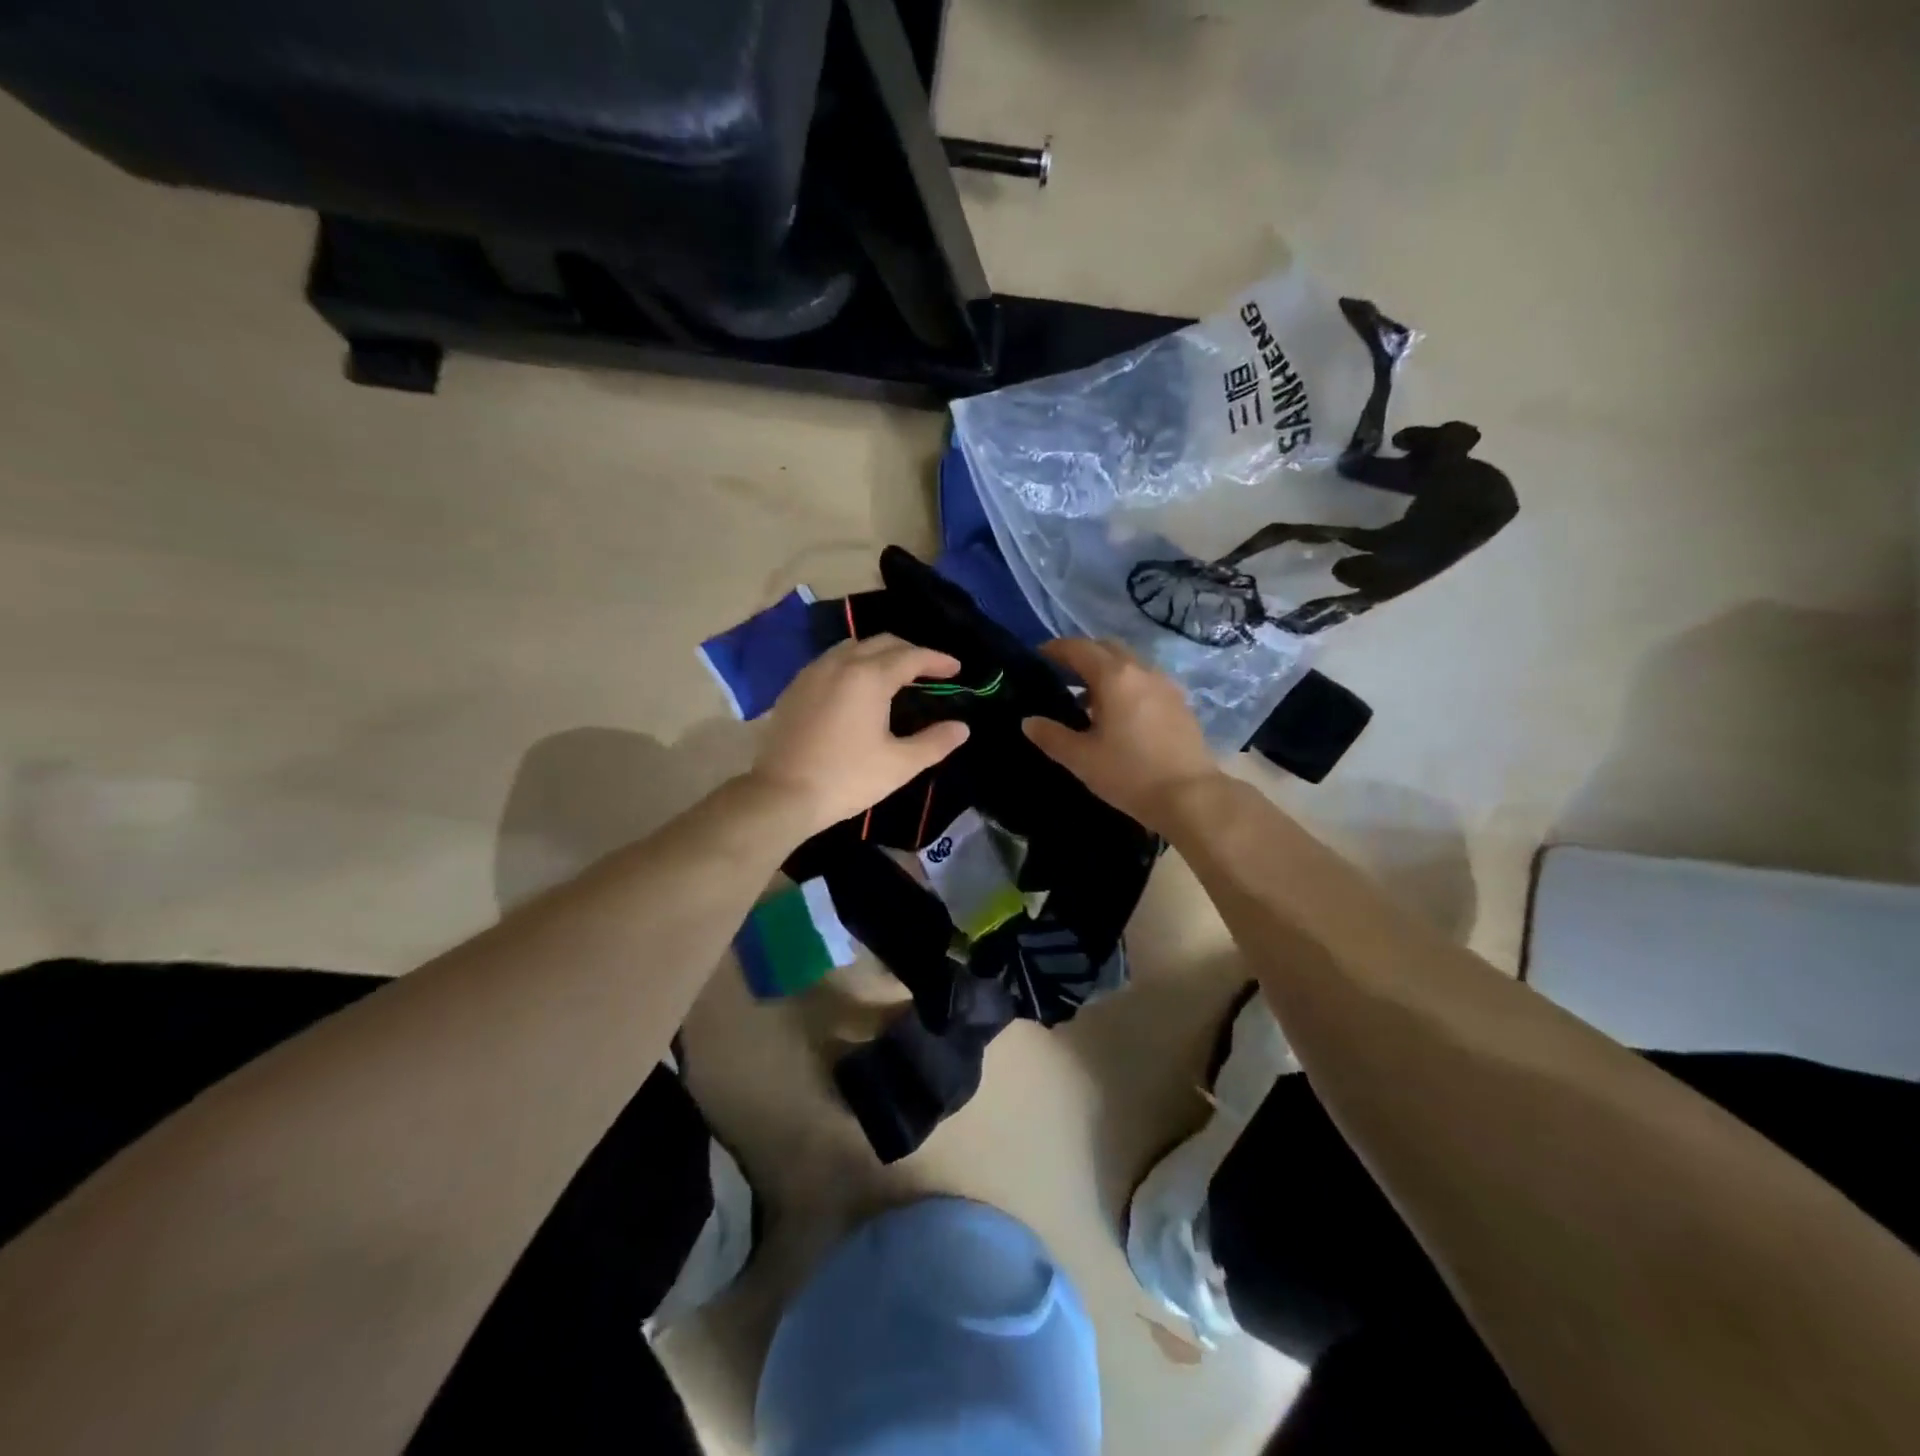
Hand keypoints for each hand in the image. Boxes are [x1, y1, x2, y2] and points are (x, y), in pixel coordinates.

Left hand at [751, 634, 969, 837]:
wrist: (781, 794)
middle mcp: (840, 663)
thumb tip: (961, 728)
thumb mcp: (899, 765)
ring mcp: (813, 672)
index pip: (912, 656)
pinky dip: (853, 663)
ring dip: (879, 653)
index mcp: (869, 677)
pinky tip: (857, 687)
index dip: (937, 660)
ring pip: (853, 647)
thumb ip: (935, 742)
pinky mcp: (795, 687)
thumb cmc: (846, 779)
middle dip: (910, 652)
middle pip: (882, 643)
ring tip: (895, 674)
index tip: (956, 668)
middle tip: (930, 670)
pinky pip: (831, 661)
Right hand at [1022, 638, 1220, 833]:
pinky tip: (1119, 713)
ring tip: (1088, 698)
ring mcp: (1165, 685)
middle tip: (1062, 674)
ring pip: (1130, 664)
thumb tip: (1028, 721)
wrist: (1190, 796)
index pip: (1078, 648)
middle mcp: (1142, 670)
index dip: (1055, 649)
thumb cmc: (1130, 774)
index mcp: (1114, 676)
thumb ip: (1051, 736)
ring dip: (1106, 670)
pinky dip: (1126, 685)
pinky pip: (1146, 681)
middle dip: (1083, 654)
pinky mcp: (1180, 702)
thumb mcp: (1081, 758)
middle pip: (1107, 648)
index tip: (1038, 656)